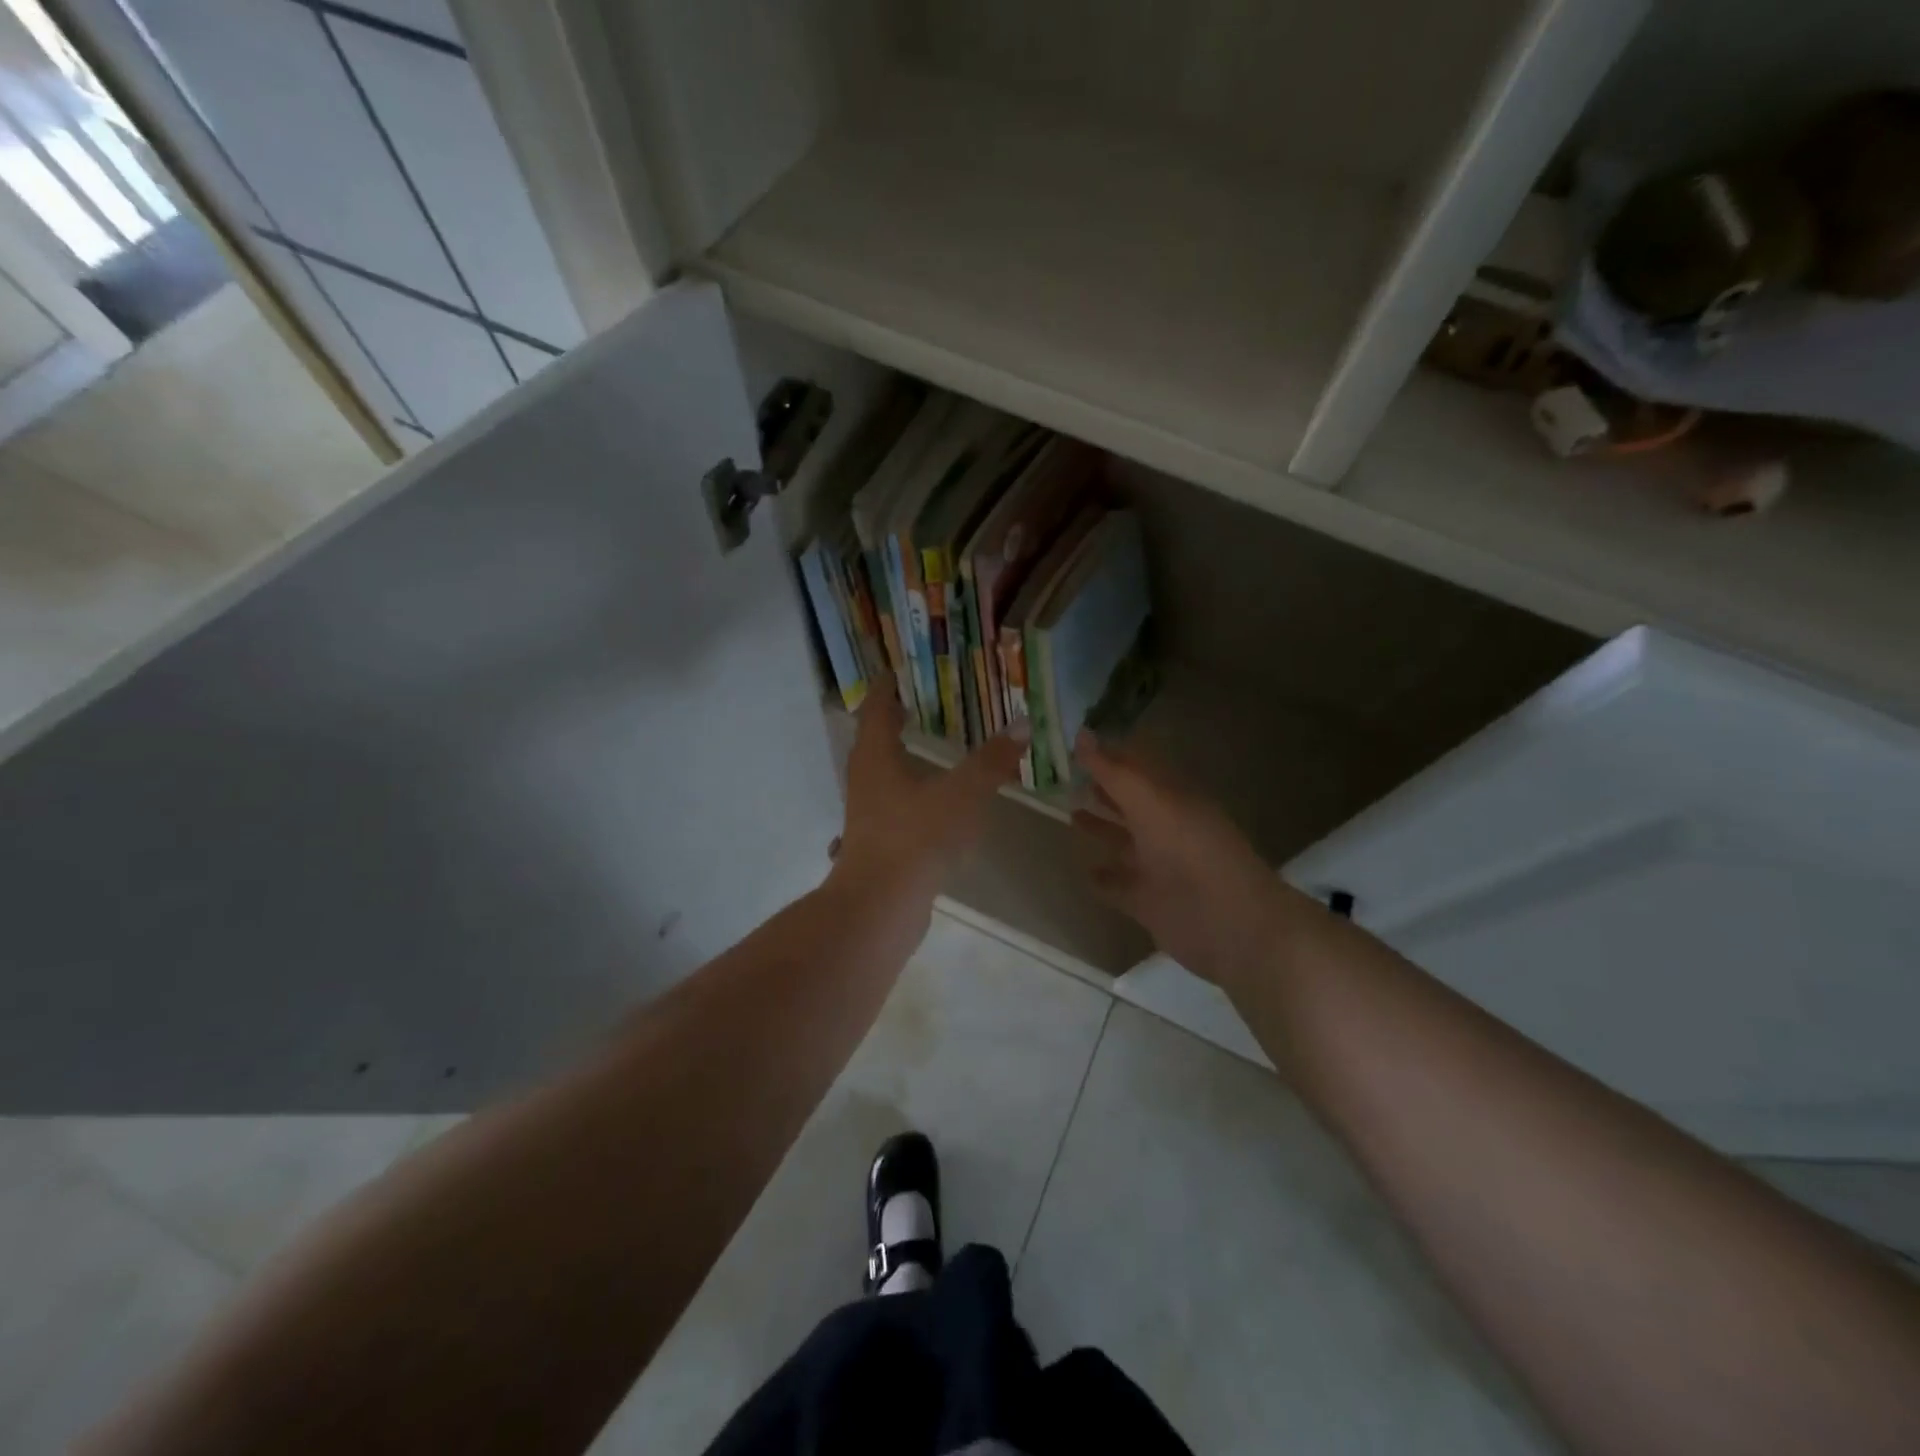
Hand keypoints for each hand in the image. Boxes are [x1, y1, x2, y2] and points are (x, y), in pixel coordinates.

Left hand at [832, 676, 1024, 903]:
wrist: (881, 905)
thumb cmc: (916, 837)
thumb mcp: (961, 794)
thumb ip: (991, 761)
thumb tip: (1021, 724)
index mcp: (876, 757)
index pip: (875, 710)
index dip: (884, 689)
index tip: (894, 673)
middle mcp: (865, 780)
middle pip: (872, 741)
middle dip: (890, 721)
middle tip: (914, 705)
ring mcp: (866, 815)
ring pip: (879, 775)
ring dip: (897, 758)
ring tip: (923, 748)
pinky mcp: (876, 842)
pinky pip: (890, 804)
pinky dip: (906, 791)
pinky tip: (928, 802)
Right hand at [1073, 731, 1298, 991]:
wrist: (1230, 925)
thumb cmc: (1191, 854)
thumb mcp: (1151, 804)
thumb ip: (1115, 772)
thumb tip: (1081, 733)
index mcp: (1172, 799)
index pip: (1137, 768)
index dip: (1109, 755)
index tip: (1074, 744)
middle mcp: (1166, 828)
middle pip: (1130, 803)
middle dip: (1103, 789)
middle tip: (1065, 776)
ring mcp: (1158, 867)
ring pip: (1124, 842)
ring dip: (1101, 829)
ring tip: (1069, 815)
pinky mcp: (1150, 902)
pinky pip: (1120, 885)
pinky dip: (1103, 878)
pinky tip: (1084, 871)